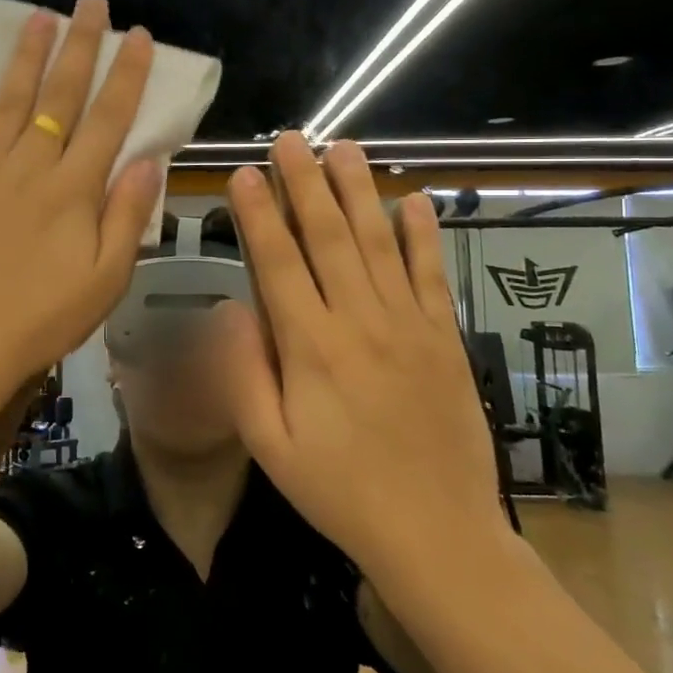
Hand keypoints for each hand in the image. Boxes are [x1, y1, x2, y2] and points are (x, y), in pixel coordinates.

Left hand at [0, 0, 161, 405]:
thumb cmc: (38, 321)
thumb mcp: (104, 282)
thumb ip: (127, 217)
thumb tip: (148, 160)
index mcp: (73, 191)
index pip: (109, 119)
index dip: (127, 75)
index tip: (140, 36)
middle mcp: (29, 168)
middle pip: (60, 97)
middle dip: (80, 46)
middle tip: (91, 3)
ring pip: (9, 102)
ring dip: (26, 58)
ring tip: (39, 17)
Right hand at [214, 134, 510, 576]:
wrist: (437, 533)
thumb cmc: (340, 491)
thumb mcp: (269, 446)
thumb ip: (243, 372)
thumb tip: (227, 306)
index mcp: (311, 347)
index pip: (278, 263)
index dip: (259, 214)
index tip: (244, 173)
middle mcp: (360, 322)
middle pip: (328, 238)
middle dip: (305, 184)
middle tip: (291, 139)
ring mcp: (409, 326)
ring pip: (378, 243)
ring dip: (358, 192)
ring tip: (344, 148)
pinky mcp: (445, 338)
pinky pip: (431, 275)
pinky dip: (422, 235)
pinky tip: (413, 200)